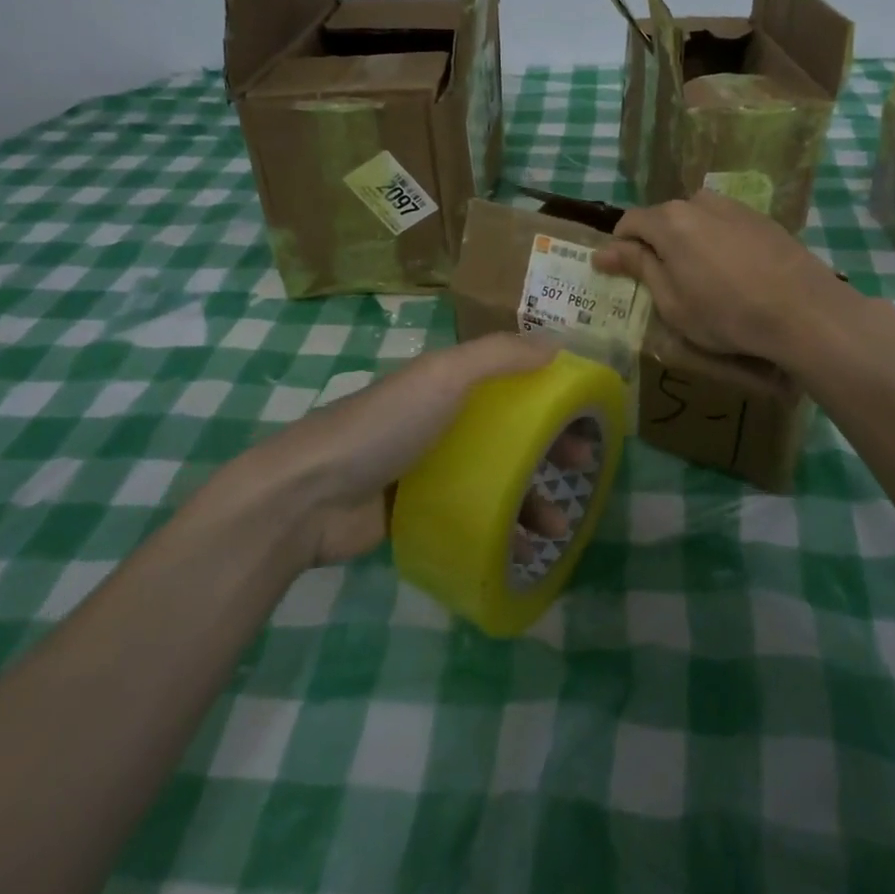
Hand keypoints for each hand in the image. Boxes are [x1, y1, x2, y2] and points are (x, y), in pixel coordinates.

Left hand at [235, 332, 578, 566]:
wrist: (308, 496)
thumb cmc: (383, 426)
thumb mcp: (443, 377)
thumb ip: (499, 356)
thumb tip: (558, 344)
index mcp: (448, 383)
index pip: (513, 379)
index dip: (550, 392)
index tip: (585, 413)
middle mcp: (442, 419)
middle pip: (510, 429)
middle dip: (549, 447)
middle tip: (583, 468)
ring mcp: (429, 467)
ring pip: (495, 476)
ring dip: (531, 497)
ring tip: (559, 527)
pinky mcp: (418, 510)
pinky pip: (472, 515)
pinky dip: (500, 529)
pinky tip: (522, 549)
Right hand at [594, 189, 857, 362]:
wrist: (804, 311)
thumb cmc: (727, 314)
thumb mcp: (672, 301)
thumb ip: (638, 268)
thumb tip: (602, 251)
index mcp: (670, 220)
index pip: (629, 222)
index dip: (620, 248)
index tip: (622, 274)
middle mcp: (699, 202)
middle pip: (663, 218)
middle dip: (656, 245)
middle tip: (663, 282)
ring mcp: (734, 206)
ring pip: (696, 220)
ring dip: (688, 242)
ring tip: (701, 278)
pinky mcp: (762, 218)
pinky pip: (724, 225)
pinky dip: (717, 243)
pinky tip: (733, 273)